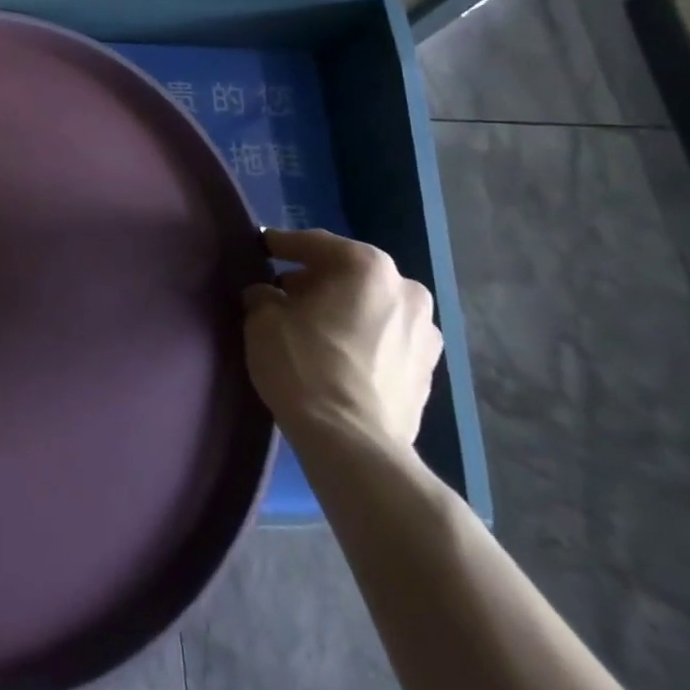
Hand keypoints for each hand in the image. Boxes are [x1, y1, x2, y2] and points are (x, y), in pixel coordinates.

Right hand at [242, 227, 440, 451]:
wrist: (352, 446)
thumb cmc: (304, 366)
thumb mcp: (264, 319)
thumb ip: (264, 295)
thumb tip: (267, 295)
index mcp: (368, 267)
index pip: (315, 244)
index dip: (282, 246)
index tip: (262, 249)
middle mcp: (406, 290)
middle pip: (349, 274)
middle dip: (317, 280)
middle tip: (284, 293)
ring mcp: (424, 334)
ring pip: (372, 307)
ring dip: (344, 311)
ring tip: (312, 328)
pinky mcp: (428, 373)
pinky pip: (386, 340)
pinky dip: (362, 339)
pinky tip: (337, 356)